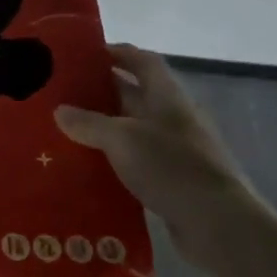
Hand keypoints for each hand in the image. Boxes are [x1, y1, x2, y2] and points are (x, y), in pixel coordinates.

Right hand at [55, 43, 255, 264]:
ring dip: (104, 128)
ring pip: (133, 129)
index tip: (85, 54)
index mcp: (166, 96)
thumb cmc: (171, 167)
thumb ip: (89, 123)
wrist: (216, 223)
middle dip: (101, 91)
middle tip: (63, 94)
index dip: (117, 53)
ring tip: (66, 130)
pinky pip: (136, 160)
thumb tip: (60, 110)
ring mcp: (175, 149)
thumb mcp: (122, 139)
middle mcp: (172, 117)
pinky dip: (113, 159)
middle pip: (135, 94)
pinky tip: (87, 166)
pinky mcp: (172, 179)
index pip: (142, 61)